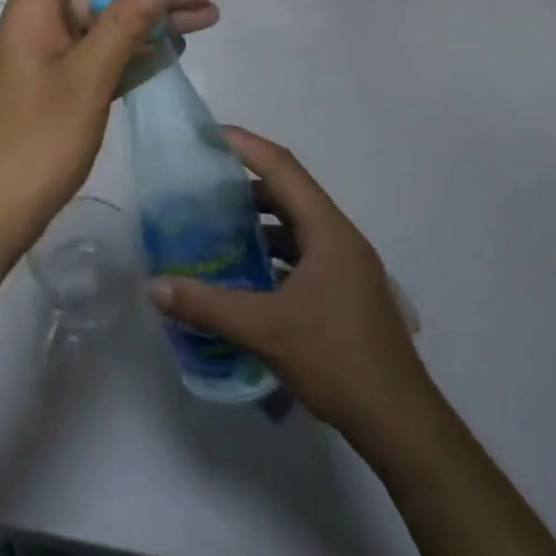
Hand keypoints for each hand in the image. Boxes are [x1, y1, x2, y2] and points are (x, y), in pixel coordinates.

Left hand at [0, 0, 217, 259]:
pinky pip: (99, 58)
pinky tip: (173, 54)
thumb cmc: (36, 143)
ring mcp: (48, 63)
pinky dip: (133, 53)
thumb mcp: (86, 80)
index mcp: (31, 14)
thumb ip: (123, 26)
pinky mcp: (58, 93)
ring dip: (151, 21)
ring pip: (103, 27)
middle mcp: (38, 29)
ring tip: (207, 20)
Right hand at [147, 128, 422, 443]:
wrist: (400, 421)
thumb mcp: (264, 329)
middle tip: (202, 186)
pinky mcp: (345, 292)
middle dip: (244, 184)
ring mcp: (347, 266)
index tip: (207, 134)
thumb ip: (206, 305)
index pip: (281, 167)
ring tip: (216, 228)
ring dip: (258, 222)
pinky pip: (302, 254)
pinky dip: (272, 253)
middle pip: (289, 193)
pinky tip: (245, 274)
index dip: (244, 145)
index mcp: (327, 230)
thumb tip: (154, 286)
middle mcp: (340, 238)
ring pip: (296, 226)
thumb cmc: (336, 360)